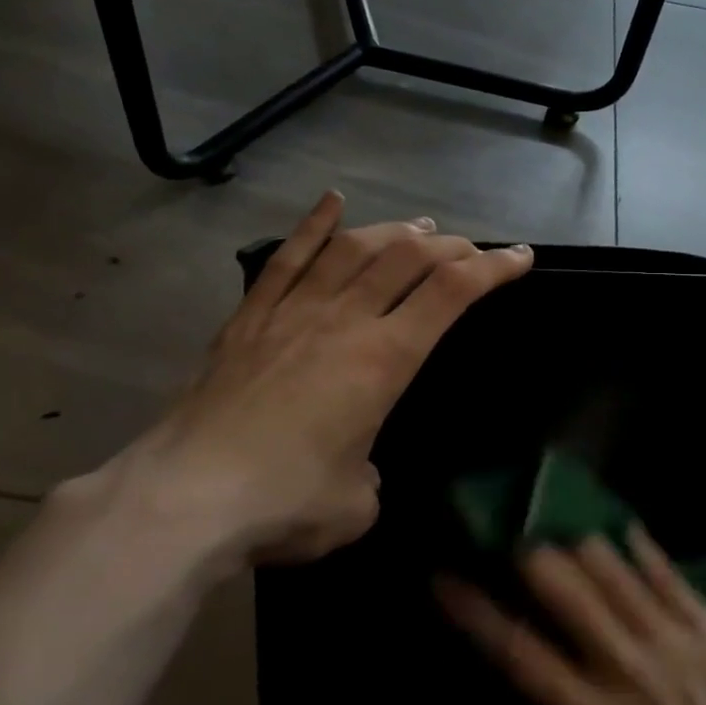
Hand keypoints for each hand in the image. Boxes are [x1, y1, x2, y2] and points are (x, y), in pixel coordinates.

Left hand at [79, 192, 532, 568]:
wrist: (186, 499)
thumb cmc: (284, 504)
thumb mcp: (356, 504)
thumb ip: (369, 473)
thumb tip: (355, 462)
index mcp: (383, 360)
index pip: (451, 294)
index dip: (492, 268)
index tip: (519, 257)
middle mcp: (343, 321)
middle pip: (407, 258)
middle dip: (450, 246)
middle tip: (469, 250)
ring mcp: (292, 312)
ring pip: (352, 249)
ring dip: (394, 231)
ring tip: (419, 227)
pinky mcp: (249, 318)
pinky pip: (286, 258)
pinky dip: (313, 225)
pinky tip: (332, 200)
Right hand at [437, 531, 705, 704]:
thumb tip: (538, 661)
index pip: (517, 650)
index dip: (474, 610)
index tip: (444, 577)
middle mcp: (625, 667)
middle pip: (563, 588)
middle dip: (530, 554)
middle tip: (514, 535)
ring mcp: (672, 640)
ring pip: (611, 566)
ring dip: (578, 542)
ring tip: (563, 525)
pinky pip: (666, 571)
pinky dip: (638, 547)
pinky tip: (621, 528)